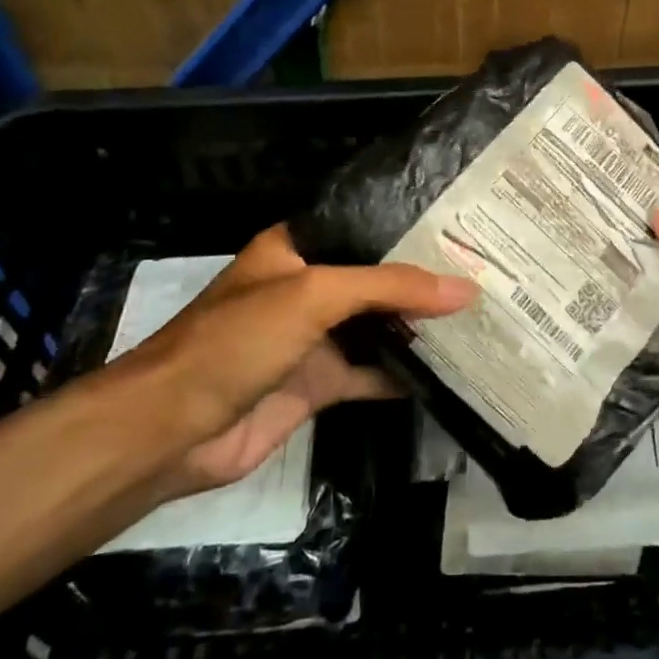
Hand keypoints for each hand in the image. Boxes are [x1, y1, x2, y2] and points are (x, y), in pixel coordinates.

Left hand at [104, 225, 475, 495]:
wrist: (172, 430)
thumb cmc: (238, 340)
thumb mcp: (315, 295)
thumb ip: (390, 287)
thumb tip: (465, 288)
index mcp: (296, 249)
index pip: (364, 228)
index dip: (410, 229)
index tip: (463, 229)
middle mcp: (307, 288)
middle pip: (376, 279)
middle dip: (424, 280)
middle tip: (486, 272)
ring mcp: (313, 338)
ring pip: (378, 326)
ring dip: (419, 326)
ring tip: (480, 315)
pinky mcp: (318, 384)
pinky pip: (371, 372)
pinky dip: (405, 372)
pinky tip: (451, 369)